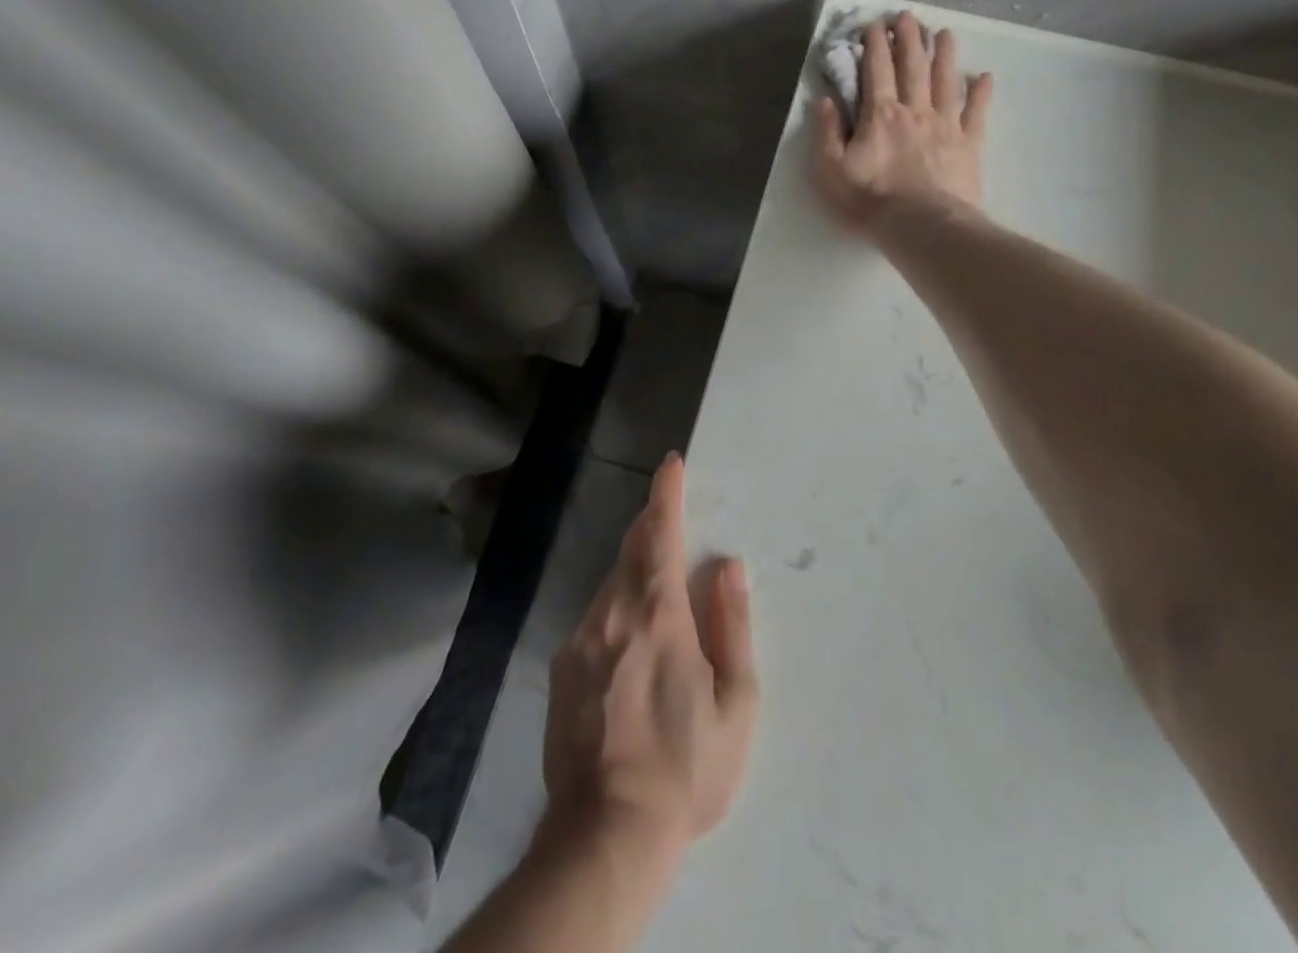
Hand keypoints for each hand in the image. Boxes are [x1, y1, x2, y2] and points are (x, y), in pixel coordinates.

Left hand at [542, 452, 758, 860]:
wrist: (606, 835)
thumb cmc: (686, 766)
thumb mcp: (736, 701)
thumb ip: (732, 623)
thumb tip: (727, 565)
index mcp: (657, 613)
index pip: (660, 533)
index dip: (667, 494)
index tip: (671, 464)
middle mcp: (612, 613)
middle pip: (630, 550)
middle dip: (651, 525)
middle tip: (669, 516)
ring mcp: (579, 641)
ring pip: (610, 584)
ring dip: (634, 570)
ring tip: (658, 590)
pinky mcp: (561, 670)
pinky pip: (594, 619)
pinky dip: (616, 609)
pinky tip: (630, 646)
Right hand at [814, 12, 992, 235]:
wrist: (921, 227)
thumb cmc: (870, 201)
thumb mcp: (830, 170)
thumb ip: (827, 132)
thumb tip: (824, 99)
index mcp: (880, 115)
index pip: (876, 70)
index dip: (874, 45)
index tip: (874, 24)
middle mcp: (914, 111)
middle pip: (912, 67)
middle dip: (908, 39)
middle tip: (908, 16)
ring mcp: (945, 125)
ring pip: (945, 81)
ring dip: (944, 55)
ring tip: (944, 33)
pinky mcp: (968, 145)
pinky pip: (976, 113)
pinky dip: (981, 94)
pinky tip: (984, 77)